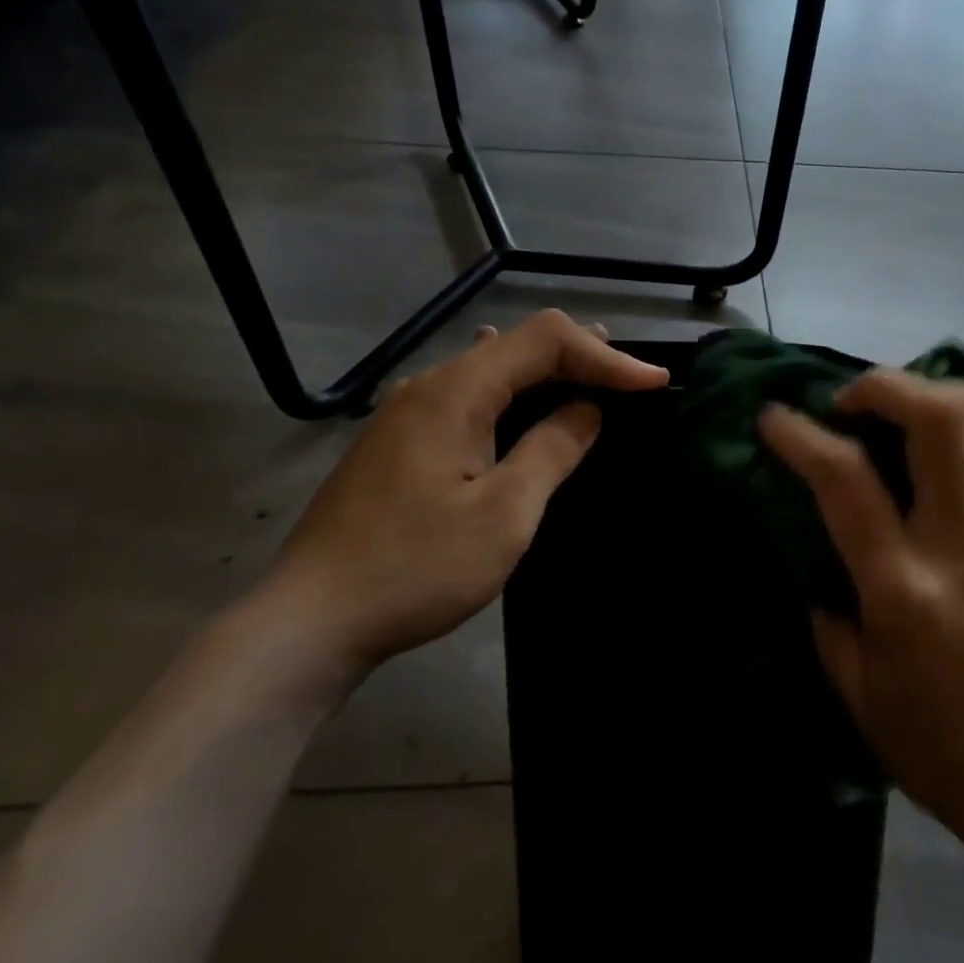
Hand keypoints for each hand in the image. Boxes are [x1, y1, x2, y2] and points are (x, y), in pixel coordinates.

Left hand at [261, 310, 666, 680]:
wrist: (310, 621)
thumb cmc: (416, 567)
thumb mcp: (503, 513)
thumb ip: (551, 450)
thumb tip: (586, 411)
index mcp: (455, 391)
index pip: (544, 341)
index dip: (605, 355)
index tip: (653, 383)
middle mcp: (428, 386)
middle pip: (516, 347)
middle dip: (580, 356)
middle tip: (631, 375)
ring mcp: (406, 414)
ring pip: (490, 371)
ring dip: (545, 373)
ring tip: (590, 374)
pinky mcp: (397, 443)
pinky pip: (468, 398)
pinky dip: (512, 395)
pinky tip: (517, 397)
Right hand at [759, 371, 963, 845]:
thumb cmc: (919, 732)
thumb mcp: (846, 676)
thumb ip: (824, 596)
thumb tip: (812, 534)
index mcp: (901, 589)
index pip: (847, 481)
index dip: (801, 435)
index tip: (774, 417)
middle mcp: (961, 546)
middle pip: (940, 420)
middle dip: (886, 386)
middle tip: (850, 402)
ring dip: (939, 394)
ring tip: (902, 410)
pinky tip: (941, 440)